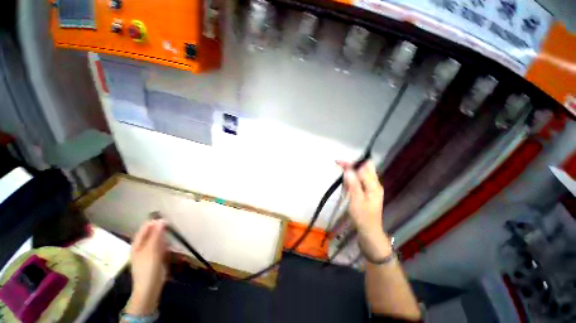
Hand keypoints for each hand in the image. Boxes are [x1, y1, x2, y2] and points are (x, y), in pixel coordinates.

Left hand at [126, 220, 166, 315]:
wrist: (150, 286)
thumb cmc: (148, 266)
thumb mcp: (152, 249)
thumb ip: (157, 234)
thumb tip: (162, 220)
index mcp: (137, 244)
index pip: (145, 228)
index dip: (154, 222)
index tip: (166, 218)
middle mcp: (142, 247)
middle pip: (151, 234)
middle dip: (160, 229)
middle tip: (171, 225)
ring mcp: (149, 253)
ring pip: (157, 240)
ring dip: (165, 237)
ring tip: (173, 234)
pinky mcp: (156, 258)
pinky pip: (161, 247)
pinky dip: (166, 245)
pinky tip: (172, 245)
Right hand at [338, 160, 391, 257]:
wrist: (369, 231)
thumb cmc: (362, 217)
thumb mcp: (356, 200)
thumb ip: (353, 184)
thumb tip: (348, 169)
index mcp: (374, 185)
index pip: (364, 167)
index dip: (352, 163)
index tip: (339, 163)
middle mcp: (375, 184)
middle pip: (365, 167)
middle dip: (352, 164)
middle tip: (339, 165)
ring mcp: (372, 187)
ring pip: (362, 173)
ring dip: (352, 171)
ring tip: (341, 174)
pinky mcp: (369, 191)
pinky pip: (361, 180)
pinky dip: (353, 178)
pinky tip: (347, 183)